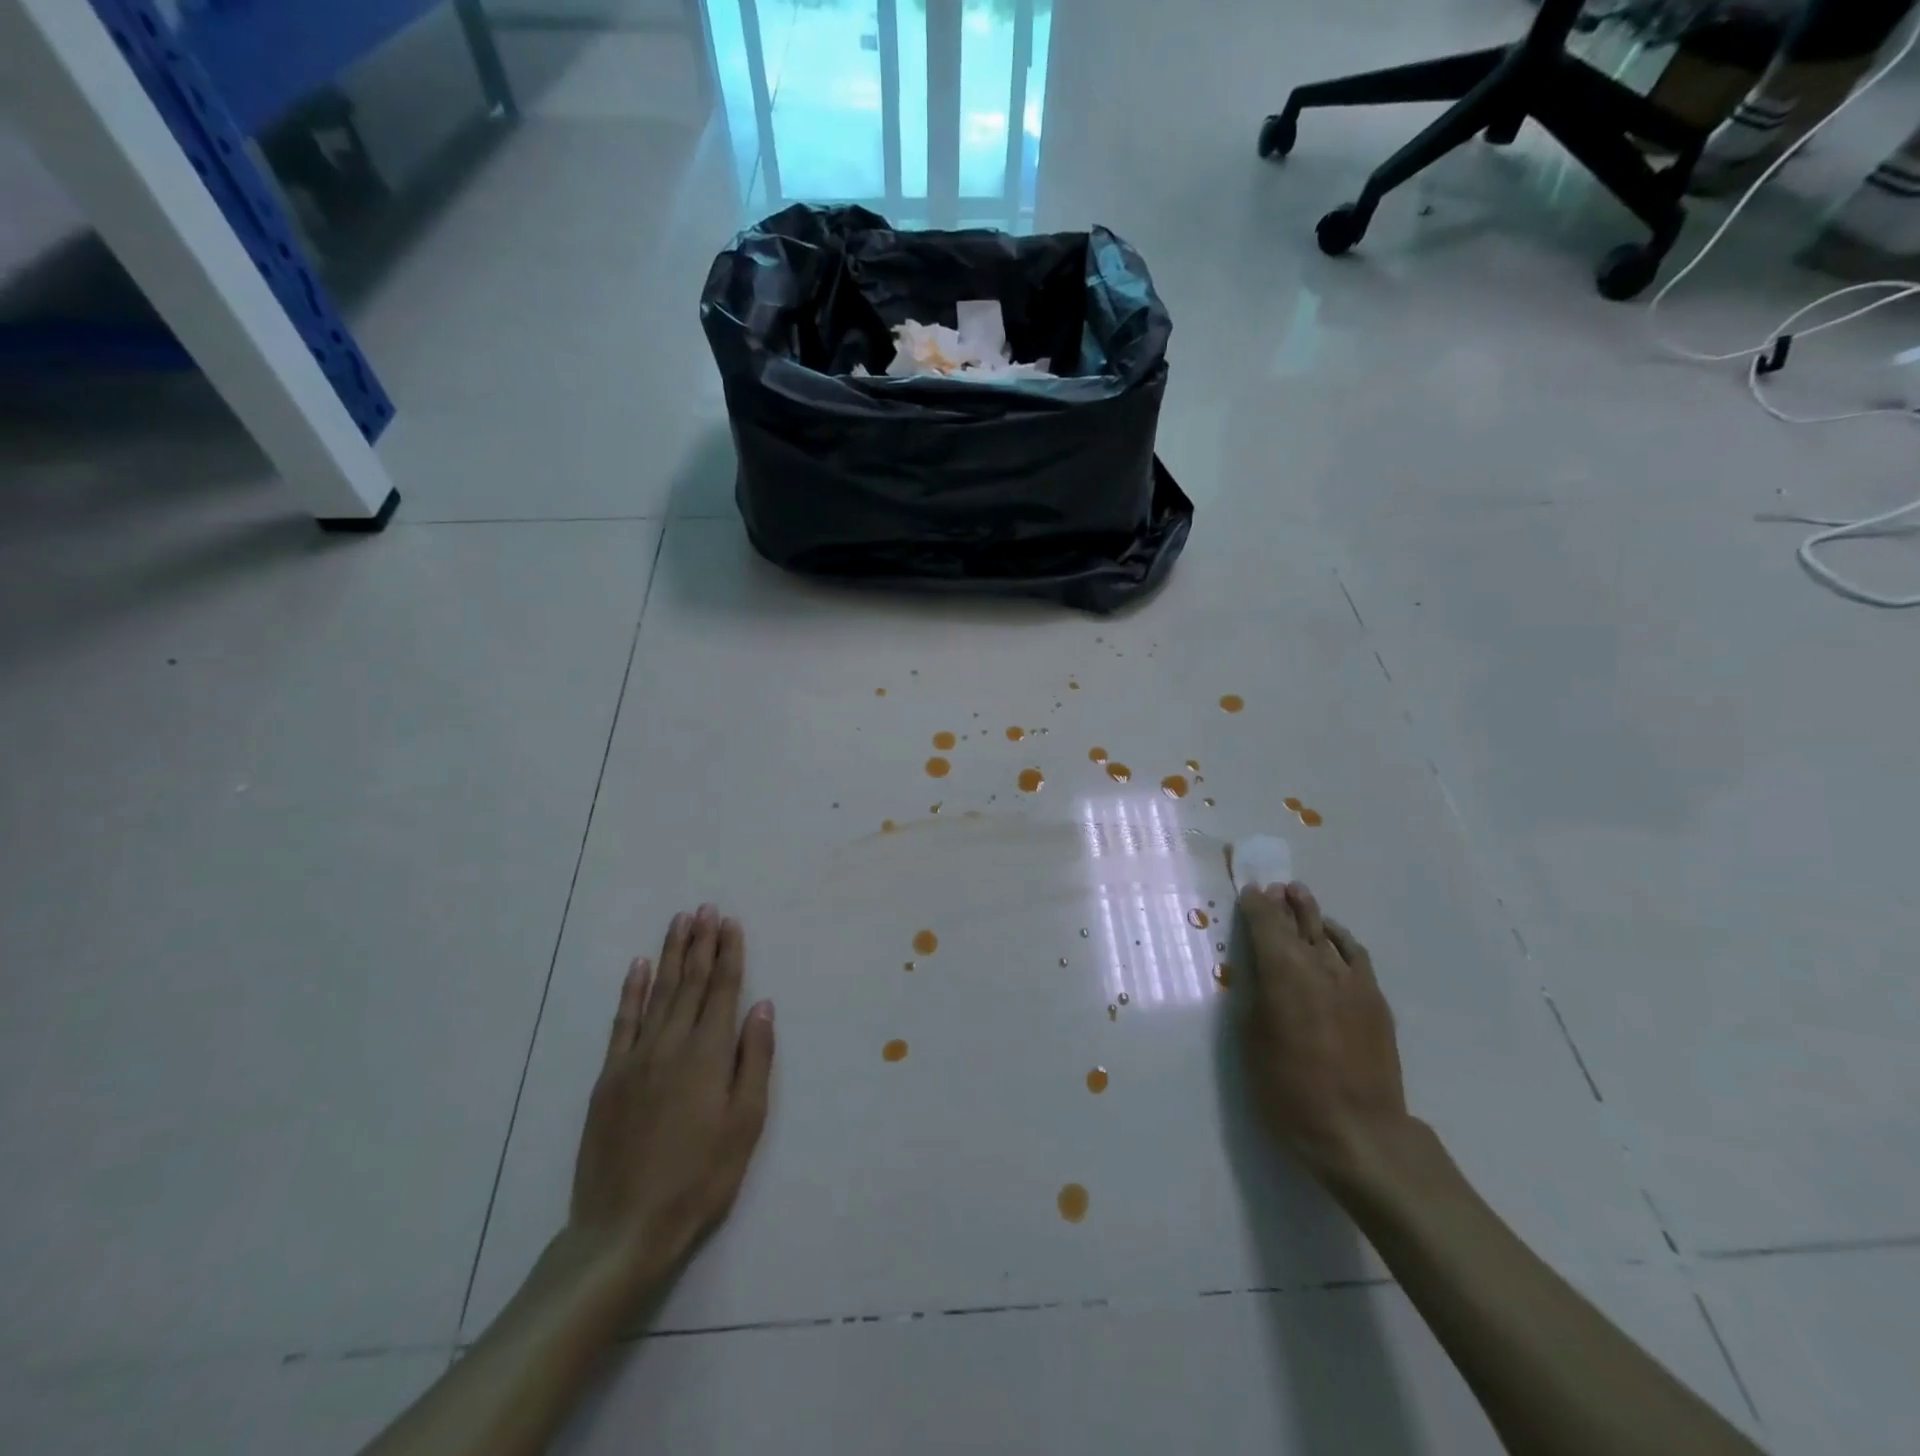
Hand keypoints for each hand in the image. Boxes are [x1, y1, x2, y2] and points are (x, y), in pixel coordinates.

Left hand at [567, 905, 774, 1302]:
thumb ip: (754, 1060)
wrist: (624, 1227)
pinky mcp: (609, 1077)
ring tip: (680, 922)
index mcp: (707, 1054)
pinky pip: (623, 1021)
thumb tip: (761, 1006)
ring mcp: (635, 1058)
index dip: (729, 953)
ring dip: (672, 954)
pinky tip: (639, 966)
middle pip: (691, 982)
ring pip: (659, 992)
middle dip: (701, 942)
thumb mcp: (745, 1124)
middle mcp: (671, 1044)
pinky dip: (632, 990)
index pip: (723, 990)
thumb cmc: (699, 1178)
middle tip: (706, 908)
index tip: (730, 922)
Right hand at [1236, 881, 1409, 1187]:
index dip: (1255, 904)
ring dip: (1312, 914)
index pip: (1266, 923)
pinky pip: (1355, 955)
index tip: (1249, 891)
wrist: (1359, 1132)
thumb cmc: (1289, 1090)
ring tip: (1300, 899)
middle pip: (1299, 921)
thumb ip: (1254, 995)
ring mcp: (1353, 982)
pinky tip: (1334, 939)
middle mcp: (1319, 967)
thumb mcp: (1252, 1040)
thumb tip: (1257, 970)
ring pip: (1329, 933)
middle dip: (1284, 902)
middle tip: (1274, 887)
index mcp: (1283, 973)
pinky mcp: (1375, 1001)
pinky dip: (1340, 939)